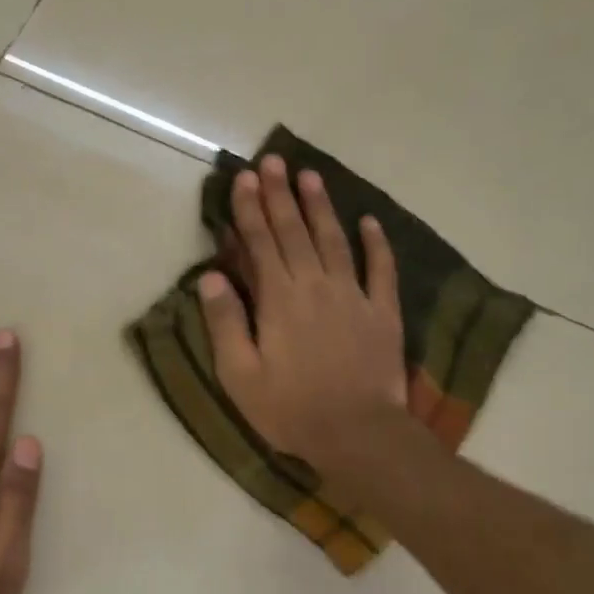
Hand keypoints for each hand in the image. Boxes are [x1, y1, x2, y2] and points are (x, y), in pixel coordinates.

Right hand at [198, 155, 405, 490]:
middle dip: (281, 195)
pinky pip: (381, 269)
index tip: (244, 178)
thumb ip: (226, 322)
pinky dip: (376, 243)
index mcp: (279, 299)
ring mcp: (353, 296)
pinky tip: (370, 221)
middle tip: (273, 160)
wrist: (357, 433)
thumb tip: (211, 276)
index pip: (260, 243)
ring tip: (311, 175)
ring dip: (321, 207)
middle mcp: (315, 285)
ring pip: (335, 240)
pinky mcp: (382, 312)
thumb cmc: (290, 409)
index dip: (249, 209)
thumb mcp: (240, 374)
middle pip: (295, 232)